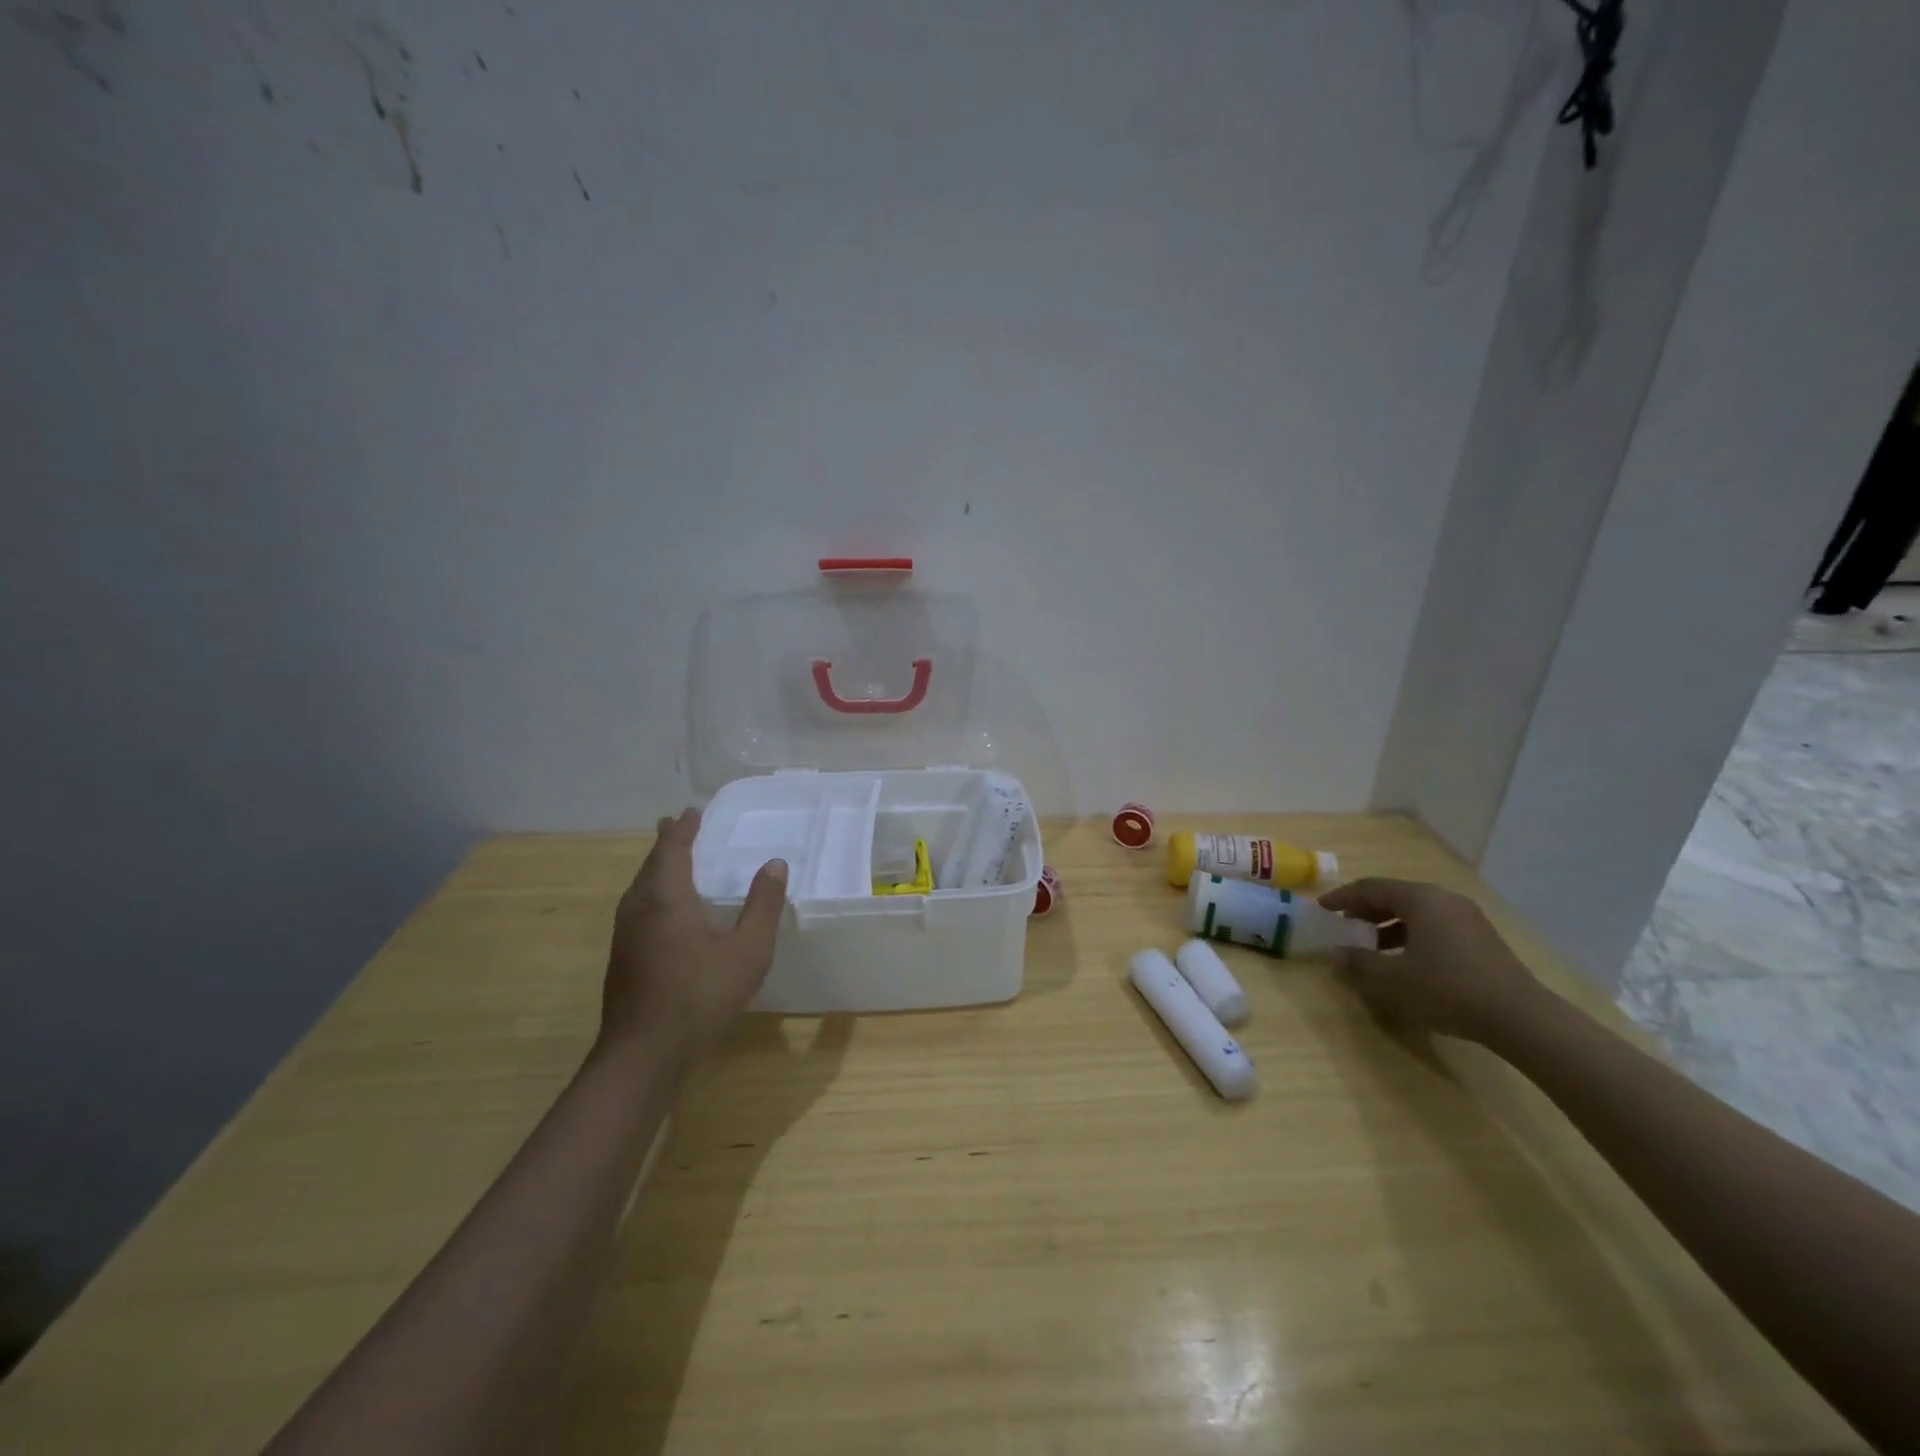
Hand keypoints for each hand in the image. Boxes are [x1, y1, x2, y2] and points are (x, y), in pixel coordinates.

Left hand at [599, 808, 786, 1070]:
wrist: (642, 1057)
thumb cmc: (699, 997)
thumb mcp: (747, 951)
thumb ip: (762, 906)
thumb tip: (774, 864)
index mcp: (666, 898)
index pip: (671, 848)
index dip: (682, 828)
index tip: (693, 812)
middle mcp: (638, 909)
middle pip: (650, 865)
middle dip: (666, 844)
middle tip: (680, 827)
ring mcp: (624, 936)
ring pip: (640, 888)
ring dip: (657, 869)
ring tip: (672, 861)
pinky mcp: (622, 959)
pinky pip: (637, 908)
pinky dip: (653, 893)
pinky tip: (664, 912)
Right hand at [1316, 878, 1549, 1046]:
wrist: (1520, 1018)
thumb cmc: (1448, 989)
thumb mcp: (1393, 979)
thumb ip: (1359, 963)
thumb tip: (1336, 953)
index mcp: (1421, 899)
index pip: (1371, 888)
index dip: (1342, 897)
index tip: (1322, 908)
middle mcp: (1444, 899)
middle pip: (1395, 895)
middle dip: (1365, 909)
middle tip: (1344, 924)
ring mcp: (1467, 917)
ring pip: (1416, 911)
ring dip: (1388, 924)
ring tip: (1370, 944)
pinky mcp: (1481, 938)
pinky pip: (1435, 925)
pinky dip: (1411, 934)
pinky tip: (1405, 958)